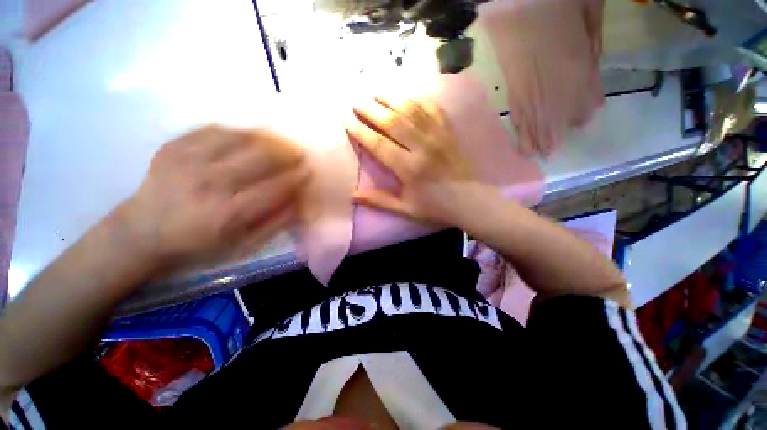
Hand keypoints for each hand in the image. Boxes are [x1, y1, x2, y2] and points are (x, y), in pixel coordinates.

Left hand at [119, 125, 308, 263]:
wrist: (141, 232)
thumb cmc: (197, 244)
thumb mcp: (241, 246)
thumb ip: (274, 224)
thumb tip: (298, 202)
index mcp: (228, 213)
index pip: (275, 187)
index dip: (295, 177)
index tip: (308, 170)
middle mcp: (210, 183)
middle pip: (260, 158)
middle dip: (287, 154)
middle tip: (300, 153)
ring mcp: (189, 160)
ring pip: (240, 138)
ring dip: (267, 139)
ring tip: (281, 141)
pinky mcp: (174, 146)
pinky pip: (214, 130)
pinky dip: (239, 131)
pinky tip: (251, 136)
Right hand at [347, 96, 478, 226]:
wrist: (470, 201)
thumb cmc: (435, 208)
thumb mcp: (406, 210)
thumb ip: (380, 201)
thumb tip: (353, 196)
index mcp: (409, 169)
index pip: (379, 145)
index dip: (361, 132)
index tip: (347, 121)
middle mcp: (422, 147)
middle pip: (392, 122)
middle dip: (371, 110)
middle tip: (356, 102)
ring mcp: (437, 136)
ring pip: (411, 110)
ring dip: (392, 99)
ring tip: (376, 92)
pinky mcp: (449, 131)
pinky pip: (432, 109)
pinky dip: (418, 99)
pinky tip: (407, 94)